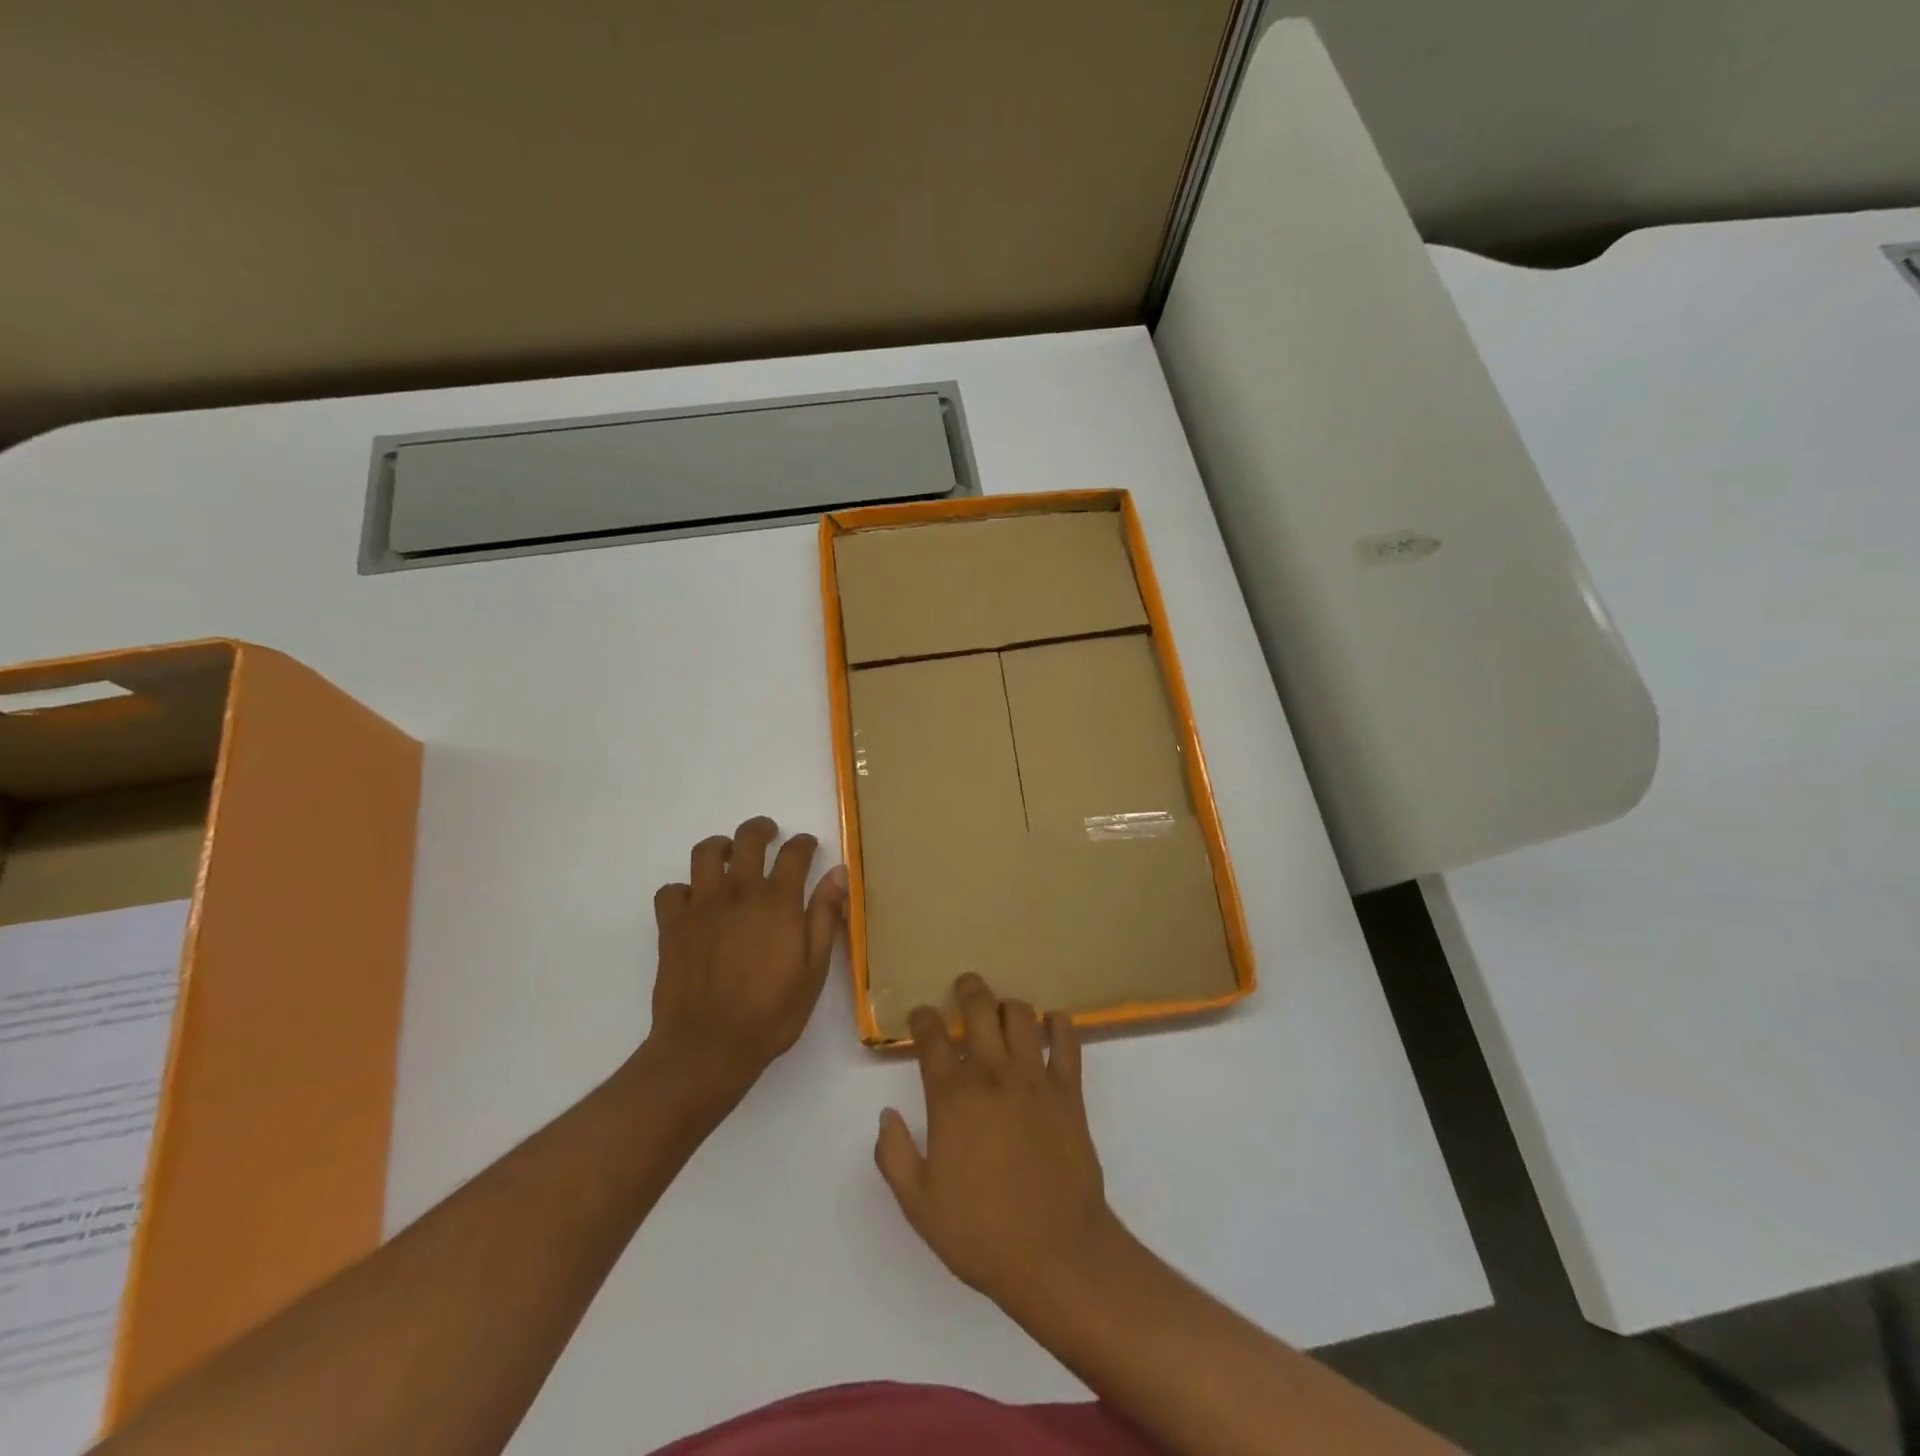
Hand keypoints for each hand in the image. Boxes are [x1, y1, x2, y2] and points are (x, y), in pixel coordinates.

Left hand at [647, 817, 847, 1096]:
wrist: (708, 1047)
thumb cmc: (771, 1013)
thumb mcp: (814, 969)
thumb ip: (826, 916)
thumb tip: (838, 872)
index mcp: (778, 902)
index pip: (794, 853)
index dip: (804, 843)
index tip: (808, 845)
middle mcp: (739, 893)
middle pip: (748, 839)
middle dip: (761, 830)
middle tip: (768, 835)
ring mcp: (701, 907)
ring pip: (705, 853)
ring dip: (720, 847)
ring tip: (729, 856)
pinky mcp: (672, 926)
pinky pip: (671, 890)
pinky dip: (683, 889)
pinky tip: (694, 902)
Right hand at [875, 973, 1126, 1314]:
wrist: (1056, 1254)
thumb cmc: (981, 1232)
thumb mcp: (918, 1204)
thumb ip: (894, 1155)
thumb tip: (886, 1116)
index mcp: (952, 1096)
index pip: (932, 1036)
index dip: (923, 1018)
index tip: (921, 1016)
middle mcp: (993, 1073)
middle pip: (980, 1007)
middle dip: (968, 990)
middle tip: (964, 988)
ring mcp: (1035, 1077)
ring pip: (1022, 1015)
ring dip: (1008, 1006)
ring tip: (1003, 1013)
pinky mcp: (1069, 1090)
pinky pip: (1068, 1040)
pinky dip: (1059, 1024)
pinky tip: (1052, 1026)